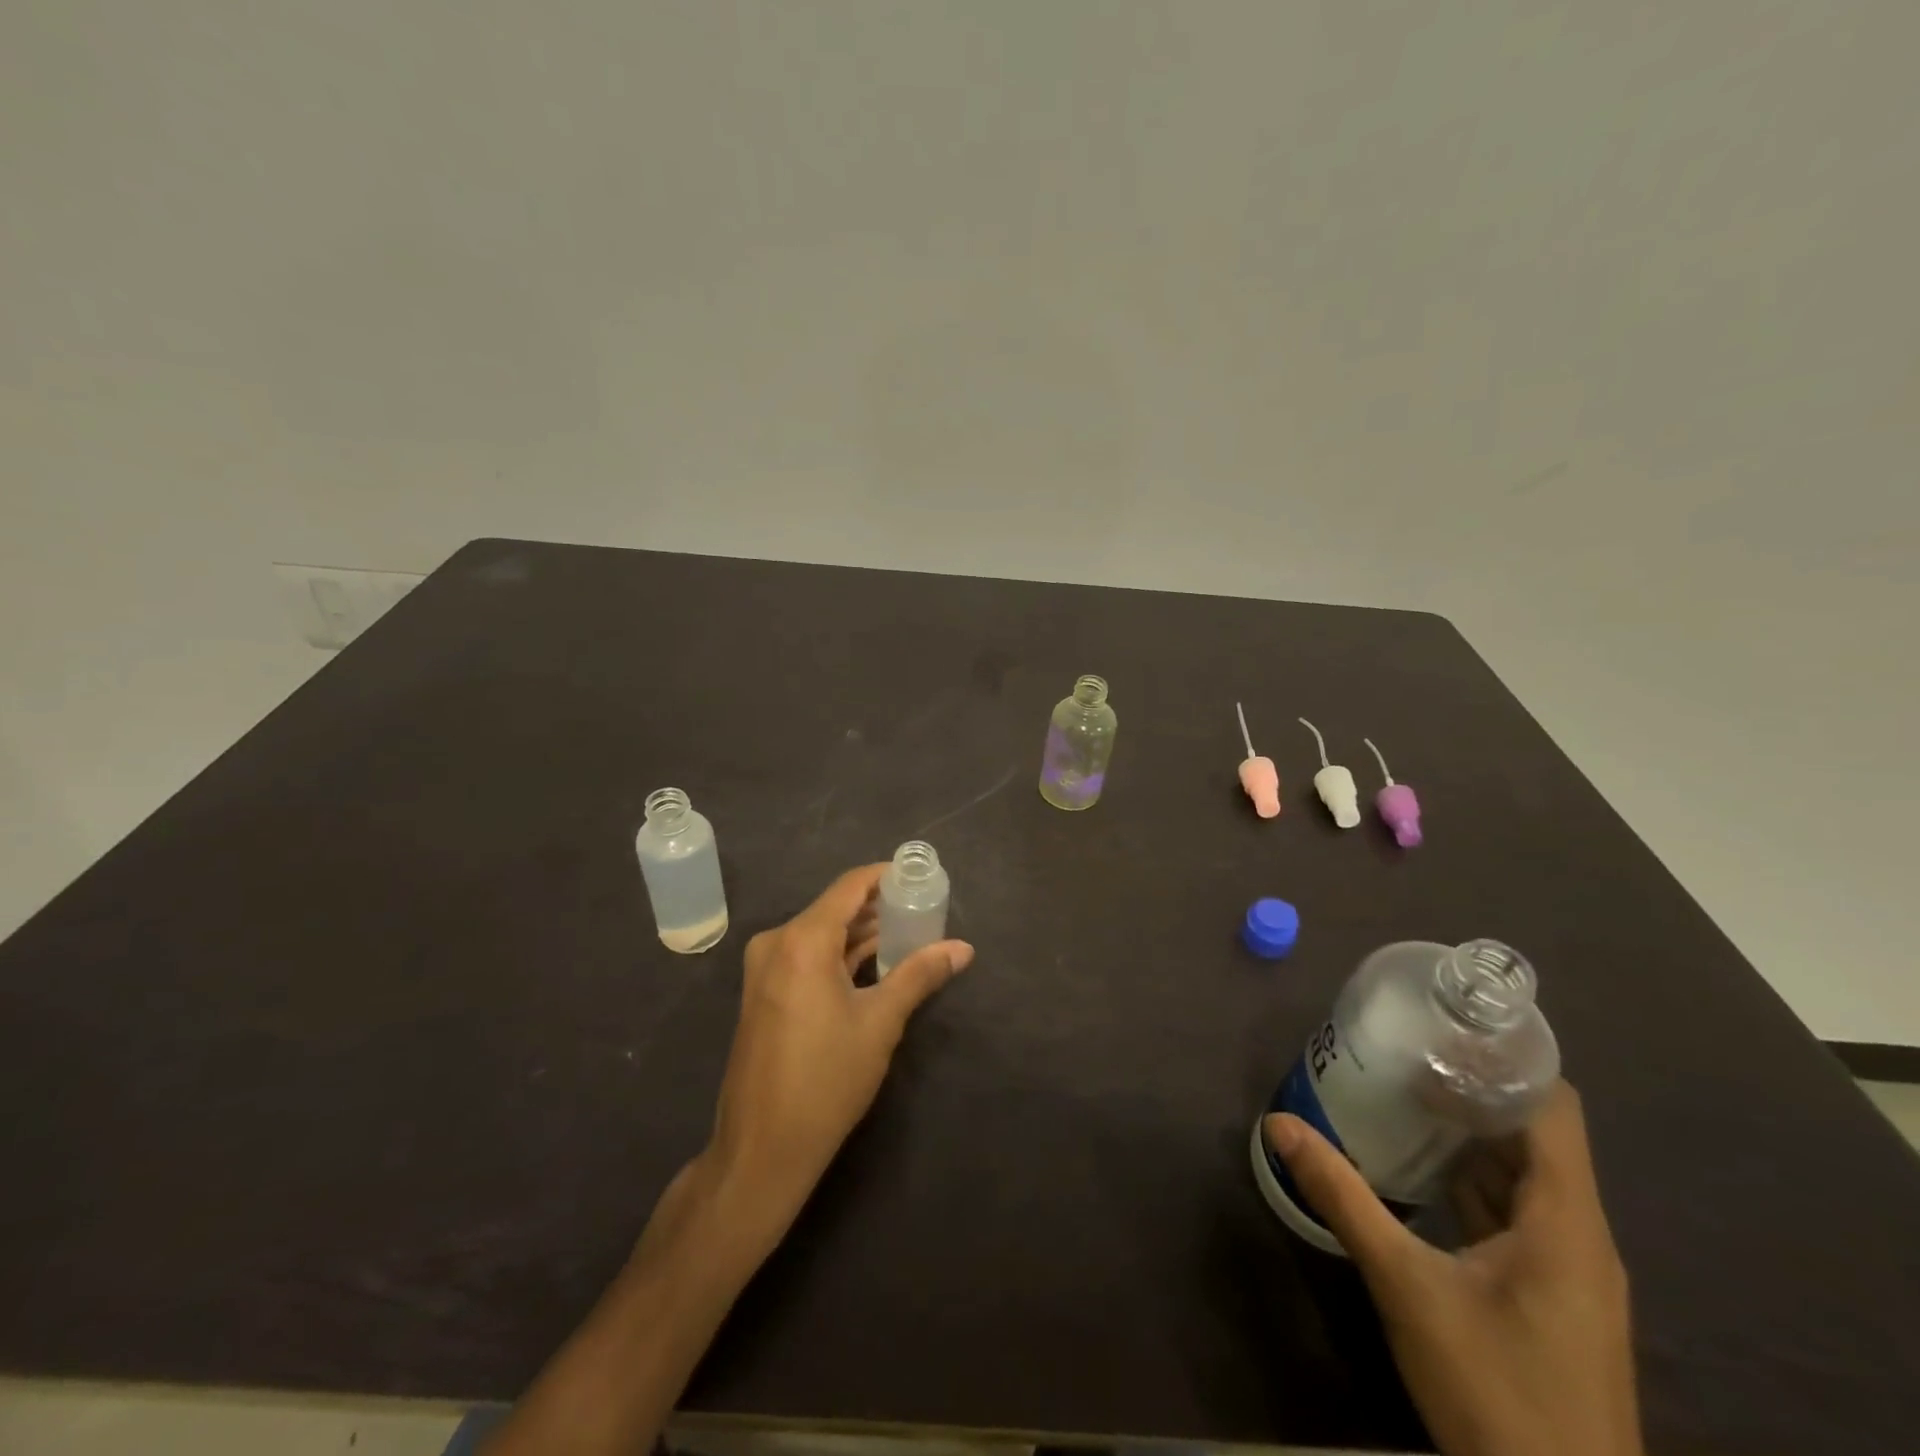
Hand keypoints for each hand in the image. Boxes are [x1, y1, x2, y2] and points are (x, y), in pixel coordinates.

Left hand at [704, 863, 972, 1238]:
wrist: (763, 1148)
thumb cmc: (826, 1080)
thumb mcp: (881, 1022)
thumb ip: (920, 975)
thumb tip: (964, 948)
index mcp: (803, 940)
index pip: (850, 886)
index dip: (885, 877)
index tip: (920, 880)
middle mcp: (777, 942)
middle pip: (835, 907)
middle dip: (878, 909)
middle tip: (922, 913)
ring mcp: (765, 968)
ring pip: (821, 933)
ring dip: (860, 934)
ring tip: (907, 937)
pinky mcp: (763, 992)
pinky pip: (806, 956)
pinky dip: (838, 955)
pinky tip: (872, 965)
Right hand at [1264, 1082, 1640, 1455]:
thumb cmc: (1496, 1392)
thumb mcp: (1406, 1287)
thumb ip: (1343, 1198)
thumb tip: (1280, 1123)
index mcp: (1566, 1220)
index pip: (1552, 1107)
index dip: (1504, 1061)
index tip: (1441, 1028)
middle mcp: (1579, 1234)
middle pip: (1534, 1134)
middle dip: (1470, 1089)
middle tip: (1402, 1052)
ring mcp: (1569, 1269)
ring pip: (1524, 1175)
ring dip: (1468, 1134)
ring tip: (1402, 1093)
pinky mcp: (1552, 1296)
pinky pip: (1515, 1212)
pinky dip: (1471, 1178)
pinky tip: (1419, 1168)